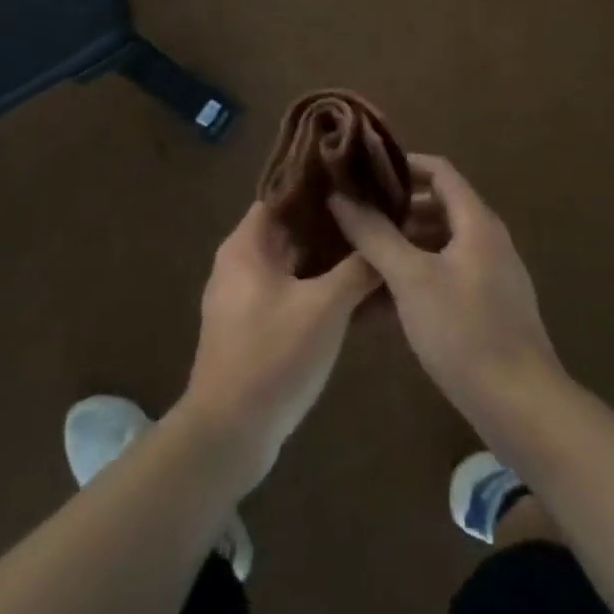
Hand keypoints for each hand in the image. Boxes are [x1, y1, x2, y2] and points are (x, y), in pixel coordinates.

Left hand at [178, 203, 380, 491]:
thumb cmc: (272, 357)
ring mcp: (247, 296)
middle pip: (293, 228)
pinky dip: (322, 288)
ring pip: (296, 262)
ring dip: (331, 258)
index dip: (321, 183)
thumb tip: (384, 240)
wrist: (228, 435)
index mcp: (247, 244)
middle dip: (334, 223)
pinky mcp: (256, 327)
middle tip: (379, 213)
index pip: (284, 193)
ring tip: (376, 248)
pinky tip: (360, 295)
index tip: (359, 177)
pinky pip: (294, 293)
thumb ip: (357, 269)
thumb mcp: (324, 308)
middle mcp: (242, 262)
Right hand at [328, 155, 563, 434]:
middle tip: (352, 217)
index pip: (438, 170)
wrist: (522, 408)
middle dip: (394, 212)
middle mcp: (486, 240)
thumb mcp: (411, 278)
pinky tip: (377, 305)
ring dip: (399, 250)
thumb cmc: (464, 331)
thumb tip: (340, 196)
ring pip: (436, 248)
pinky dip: (413, 281)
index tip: (363, 172)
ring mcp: (488, 277)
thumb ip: (374, 234)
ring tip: (355, 259)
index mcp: (476, 221)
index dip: (401, 165)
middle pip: (436, 208)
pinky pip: (443, 280)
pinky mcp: (485, 310)